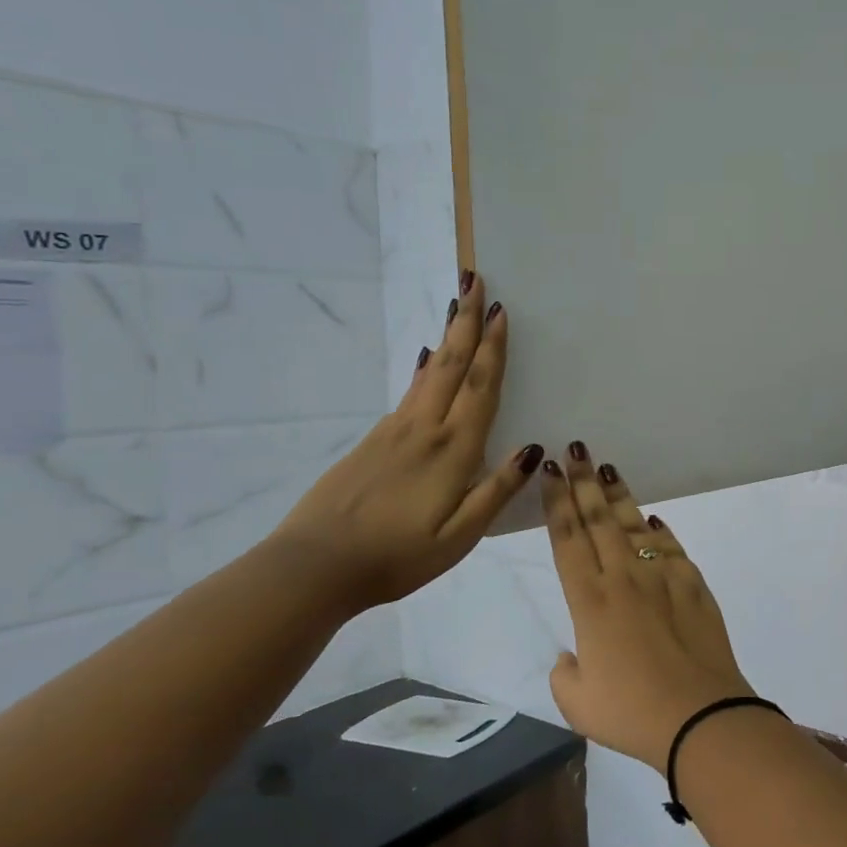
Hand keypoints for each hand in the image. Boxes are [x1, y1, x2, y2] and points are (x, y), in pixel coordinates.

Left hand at [271, 273, 540, 615]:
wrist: (314, 566)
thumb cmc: (397, 557)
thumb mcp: (460, 537)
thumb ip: (496, 491)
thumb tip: (532, 449)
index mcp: (452, 451)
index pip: (479, 387)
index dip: (492, 348)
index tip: (500, 309)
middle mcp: (423, 429)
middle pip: (450, 364)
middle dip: (465, 321)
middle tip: (473, 280)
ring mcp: (393, 432)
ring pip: (427, 372)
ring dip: (446, 336)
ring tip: (455, 307)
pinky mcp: (373, 441)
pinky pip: (408, 392)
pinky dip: (423, 368)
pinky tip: (425, 360)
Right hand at [541, 444, 756, 772]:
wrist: (701, 715)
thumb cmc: (632, 712)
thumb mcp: (577, 703)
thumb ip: (566, 673)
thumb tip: (573, 654)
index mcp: (589, 601)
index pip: (568, 539)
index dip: (556, 501)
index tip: (549, 471)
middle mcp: (624, 578)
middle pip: (599, 520)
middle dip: (584, 481)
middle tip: (576, 449)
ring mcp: (663, 577)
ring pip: (635, 525)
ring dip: (619, 496)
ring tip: (607, 468)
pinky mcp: (694, 584)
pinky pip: (672, 548)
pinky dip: (660, 531)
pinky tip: (654, 520)